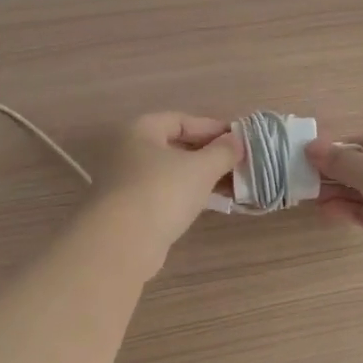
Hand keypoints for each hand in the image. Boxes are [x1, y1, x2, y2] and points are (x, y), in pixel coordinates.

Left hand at [89, 113, 242, 274]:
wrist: (122, 242)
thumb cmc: (163, 192)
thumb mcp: (201, 168)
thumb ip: (223, 151)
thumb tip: (237, 141)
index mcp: (140, 130)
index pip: (181, 120)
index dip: (212, 128)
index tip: (239, 141)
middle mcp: (127, 151)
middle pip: (175, 147)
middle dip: (209, 155)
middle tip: (238, 165)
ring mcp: (125, 182)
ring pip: (171, 173)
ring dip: (201, 178)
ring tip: (231, 187)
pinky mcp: (129, 210)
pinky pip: (164, 194)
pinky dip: (186, 195)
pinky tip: (209, 204)